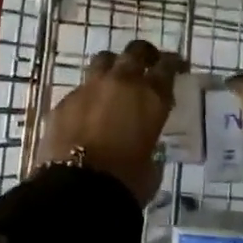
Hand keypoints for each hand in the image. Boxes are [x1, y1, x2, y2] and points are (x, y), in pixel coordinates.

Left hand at [36, 39, 185, 204]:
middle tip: (148, 62)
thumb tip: (145, 148)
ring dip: (112, 66)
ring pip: (104, 61)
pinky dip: (88, 96)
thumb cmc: (125, 182)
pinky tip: (87, 113)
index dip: (173, 63)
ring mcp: (89, 88)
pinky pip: (80, 90)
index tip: (177, 65)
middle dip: (144, 54)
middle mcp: (122, 83)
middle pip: (135, 52)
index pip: (167, 66)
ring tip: (114, 79)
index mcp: (151, 97)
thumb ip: (151, 148)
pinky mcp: (64, 102)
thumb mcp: (151, 167)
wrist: (77, 190)